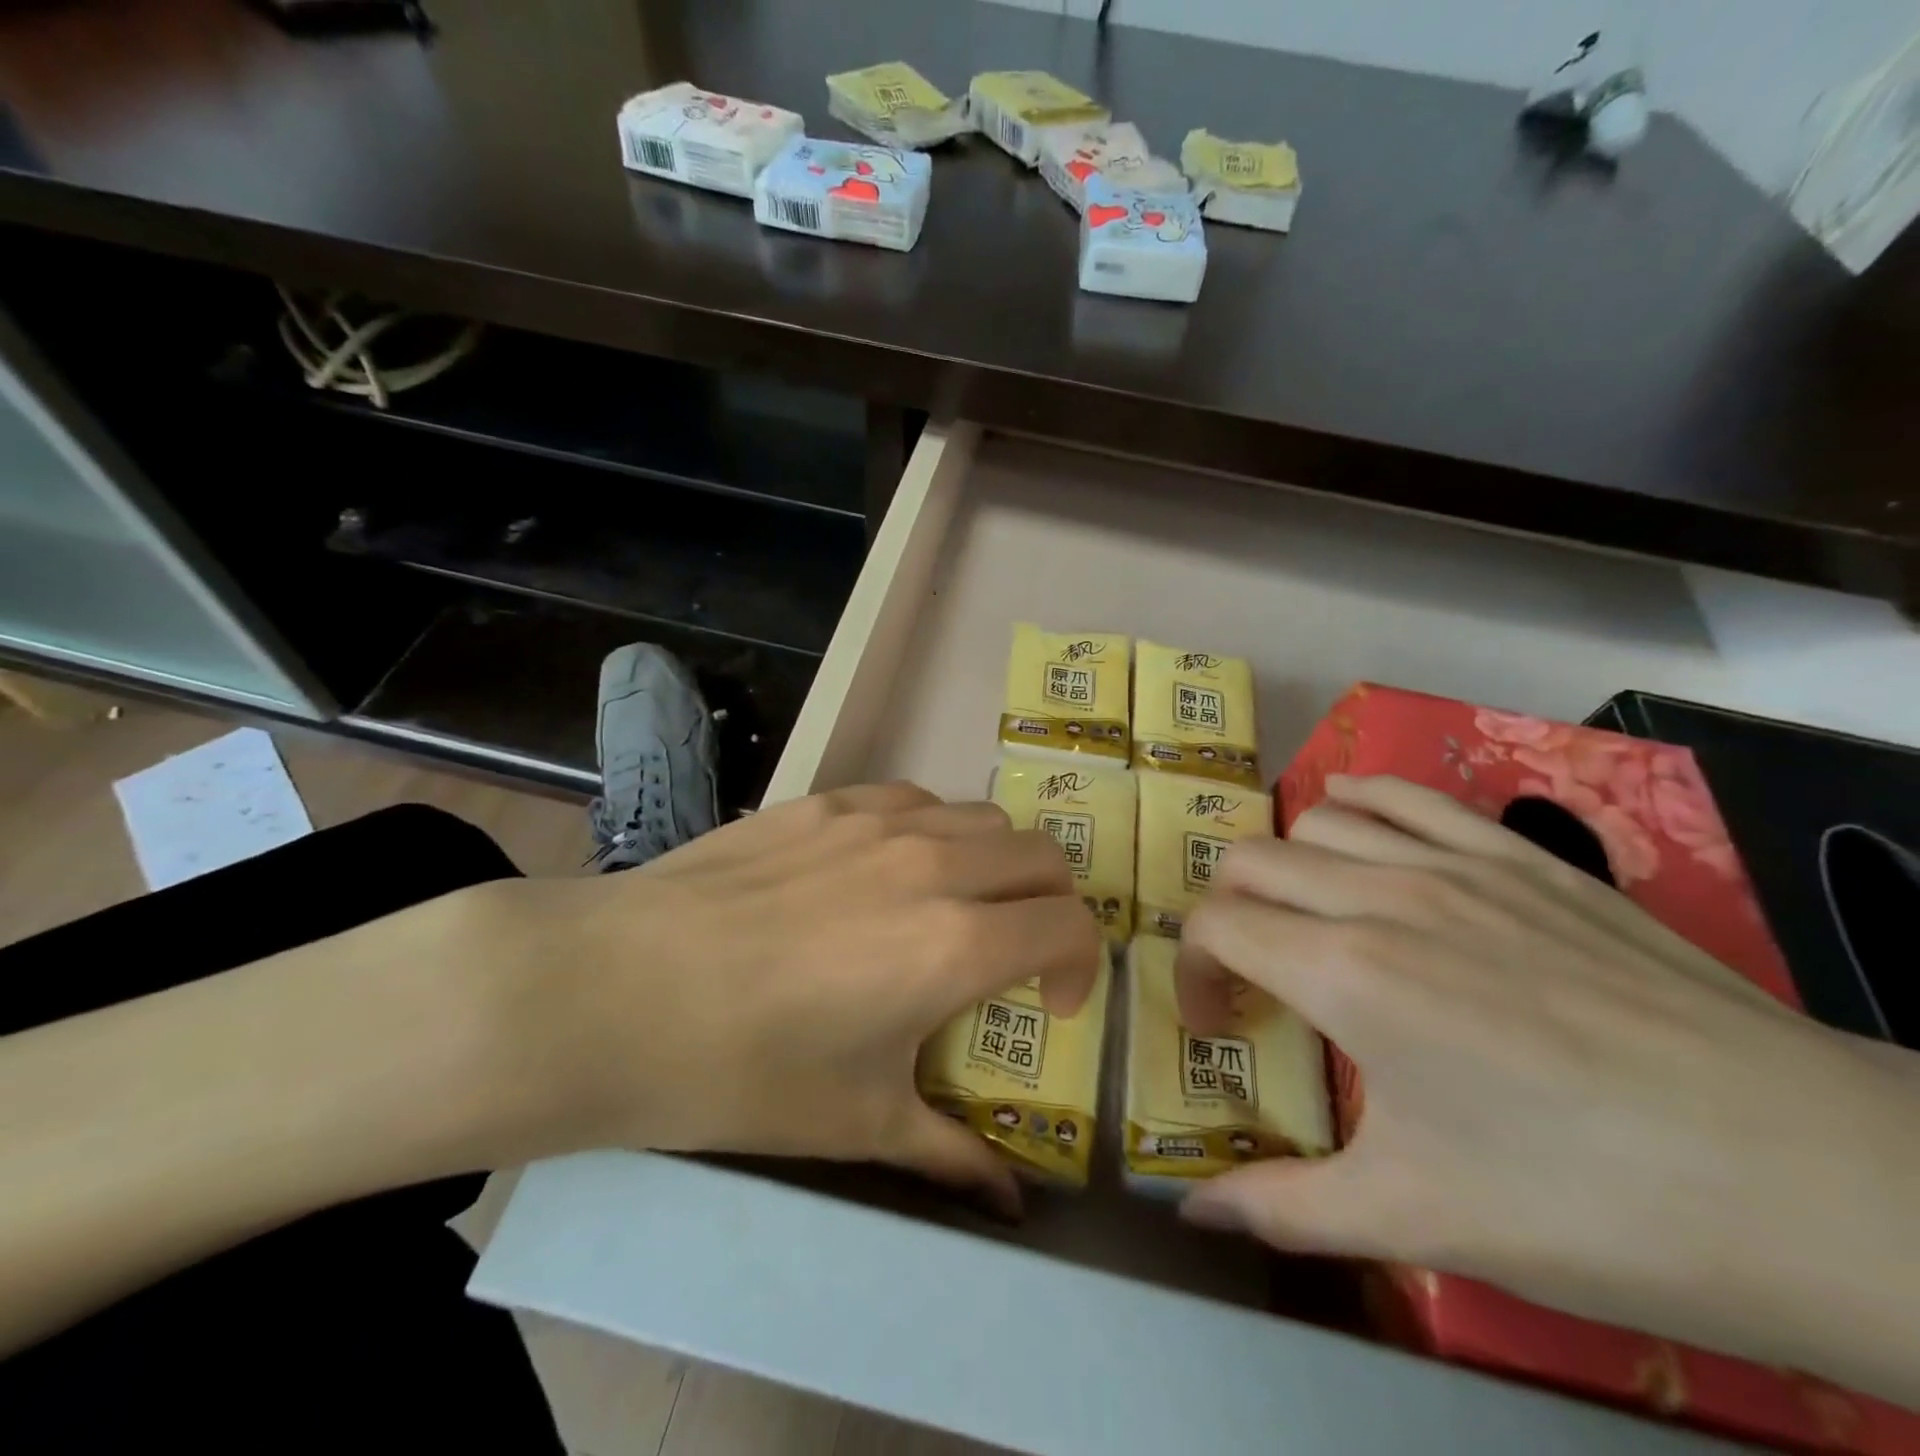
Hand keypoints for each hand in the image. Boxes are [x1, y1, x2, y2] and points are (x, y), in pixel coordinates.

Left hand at [471, 783, 1098, 1212]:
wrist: (614, 992)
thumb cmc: (743, 1070)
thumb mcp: (858, 1123)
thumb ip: (951, 1155)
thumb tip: (1012, 1201)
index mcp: (956, 944)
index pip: (1071, 925)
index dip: (1081, 967)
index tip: (1047, 1005)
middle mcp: (934, 864)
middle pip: (1043, 856)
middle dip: (1051, 907)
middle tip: (1014, 954)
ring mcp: (877, 820)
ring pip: (983, 818)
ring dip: (994, 864)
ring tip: (951, 908)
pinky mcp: (825, 800)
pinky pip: (913, 799)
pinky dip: (932, 831)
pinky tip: (885, 870)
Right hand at [1174, 775, 1919, 1401]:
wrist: (1818, 1181)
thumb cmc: (1593, 1204)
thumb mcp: (1418, 1220)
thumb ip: (1284, 1206)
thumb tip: (1193, 1212)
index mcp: (1345, 974)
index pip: (1215, 924)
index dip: (1191, 969)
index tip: (1217, 1020)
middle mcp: (1382, 897)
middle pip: (1250, 861)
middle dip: (1227, 912)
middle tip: (1254, 973)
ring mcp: (1456, 865)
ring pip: (1318, 820)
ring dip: (1289, 865)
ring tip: (1309, 916)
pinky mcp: (1522, 855)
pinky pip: (1407, 795)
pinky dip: (1358, 798)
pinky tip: (1351, 817)